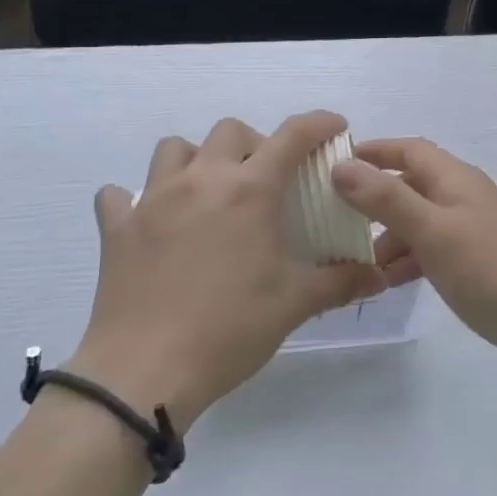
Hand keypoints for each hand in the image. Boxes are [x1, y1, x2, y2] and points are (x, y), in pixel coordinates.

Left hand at [69, 111, 383, 426]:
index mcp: (249, 190)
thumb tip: (378, 276)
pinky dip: (136, 200)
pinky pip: (119, 196)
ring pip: (174, 149)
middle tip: (265, 180)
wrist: (145, 372)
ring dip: (197, 159)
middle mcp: (201, 180)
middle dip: (255, 144)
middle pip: (230, 131)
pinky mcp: (118, 228)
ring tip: (208, 192)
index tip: (335, 127)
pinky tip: (150, 222)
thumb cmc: (230, 329)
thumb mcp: (294, 304)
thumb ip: (341, 282)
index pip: (293, 135)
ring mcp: (153, 200)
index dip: (320, 123)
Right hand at [330, 138, 496, 385]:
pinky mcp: (471, 262)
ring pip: (414, 222)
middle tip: (332, 222)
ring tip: (353, 263)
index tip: (332, 166)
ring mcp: (466, 231)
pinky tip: (385, 282)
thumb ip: (386, 198)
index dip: (372, 152)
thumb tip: (341, 166)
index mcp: (453, 178)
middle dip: (371, 200)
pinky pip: (427, 250)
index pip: (407, 149)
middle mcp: (459, 196)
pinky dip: (405, 260)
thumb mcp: (433, 230)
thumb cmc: (490, 268)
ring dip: (385, 237)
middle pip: (407, 186)